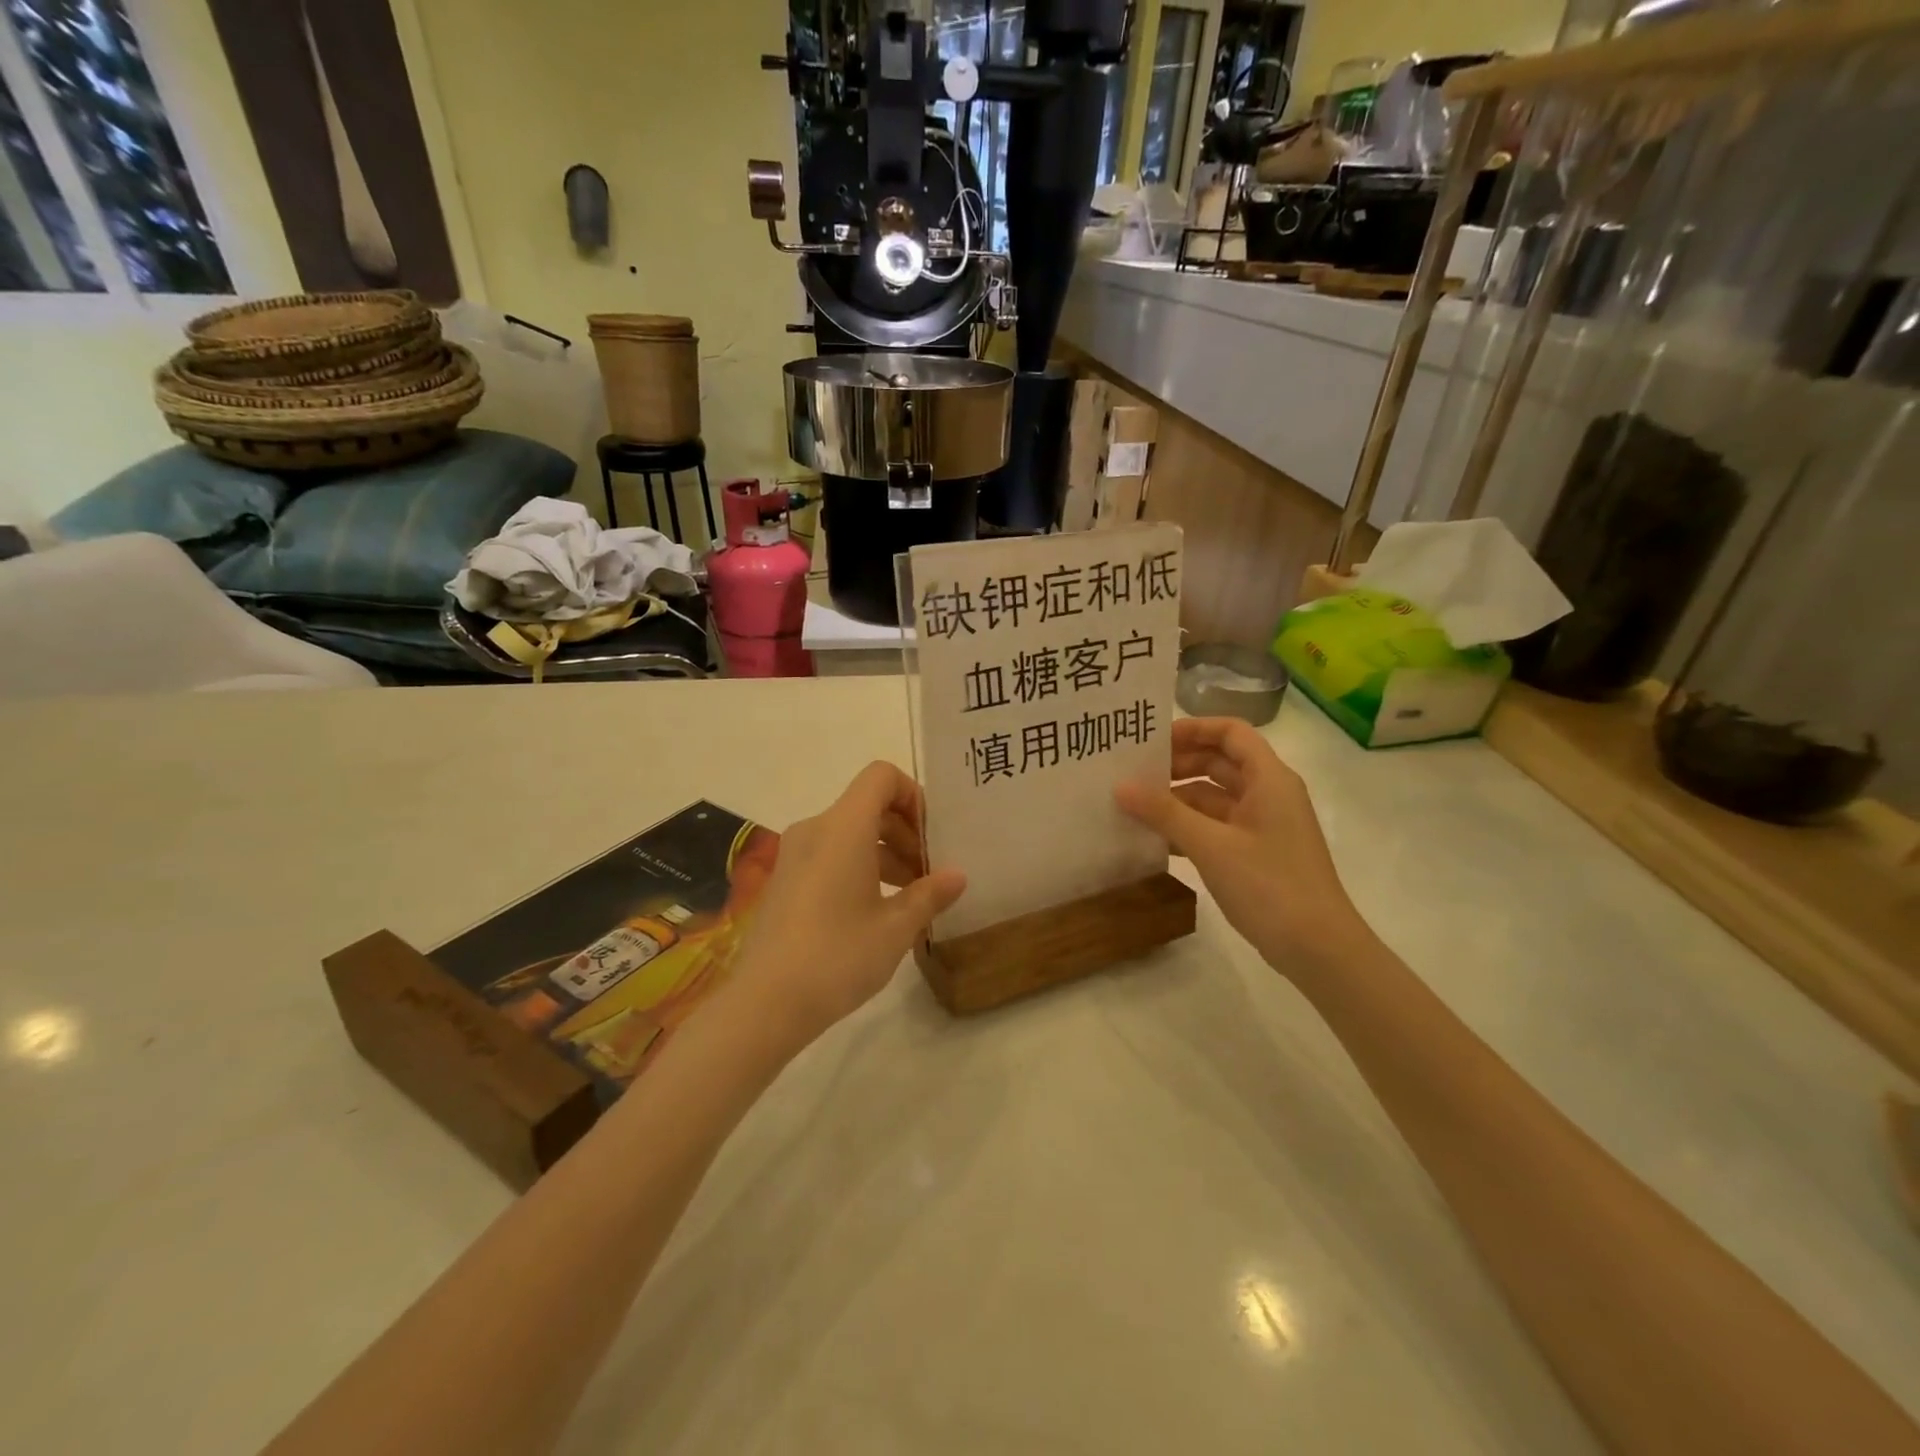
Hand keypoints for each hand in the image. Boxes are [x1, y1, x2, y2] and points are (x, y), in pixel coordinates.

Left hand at [731, 762, 965, 1048]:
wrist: (764, 1003)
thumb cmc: (837, 957)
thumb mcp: (895, 928)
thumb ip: (930, 894)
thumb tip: (957, 876)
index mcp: (843, 827)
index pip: (881, 776)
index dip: (913, 795)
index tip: (932, 836)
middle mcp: (815, 829)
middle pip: (868, 806)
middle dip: (905, 832)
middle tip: (930, 874)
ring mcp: (794, 855)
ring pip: (850, 833)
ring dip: (885, 853)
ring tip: (911, 897)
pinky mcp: (785, 880)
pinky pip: (830, 855)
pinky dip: (859, 867)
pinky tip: (877, 911)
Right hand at [1116, 717, 1370, 973]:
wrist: (1318, 950)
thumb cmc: (1269, 886)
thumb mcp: (1211, 846)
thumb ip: (1164, 813)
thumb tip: (1120, 786)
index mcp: (1269, 779)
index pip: (1231, 733)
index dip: (1193, 728)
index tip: (1152, 741)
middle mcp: (1269, 794)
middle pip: (1220, 763)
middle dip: (1179, 764)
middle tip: (1135, 774)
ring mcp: (1263, 825)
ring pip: (1215, 797)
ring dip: (1179, 799)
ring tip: (1135, 806)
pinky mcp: (1256, 853)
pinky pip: (1217, 826)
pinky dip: (1189, 827)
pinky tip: (1156, 839)